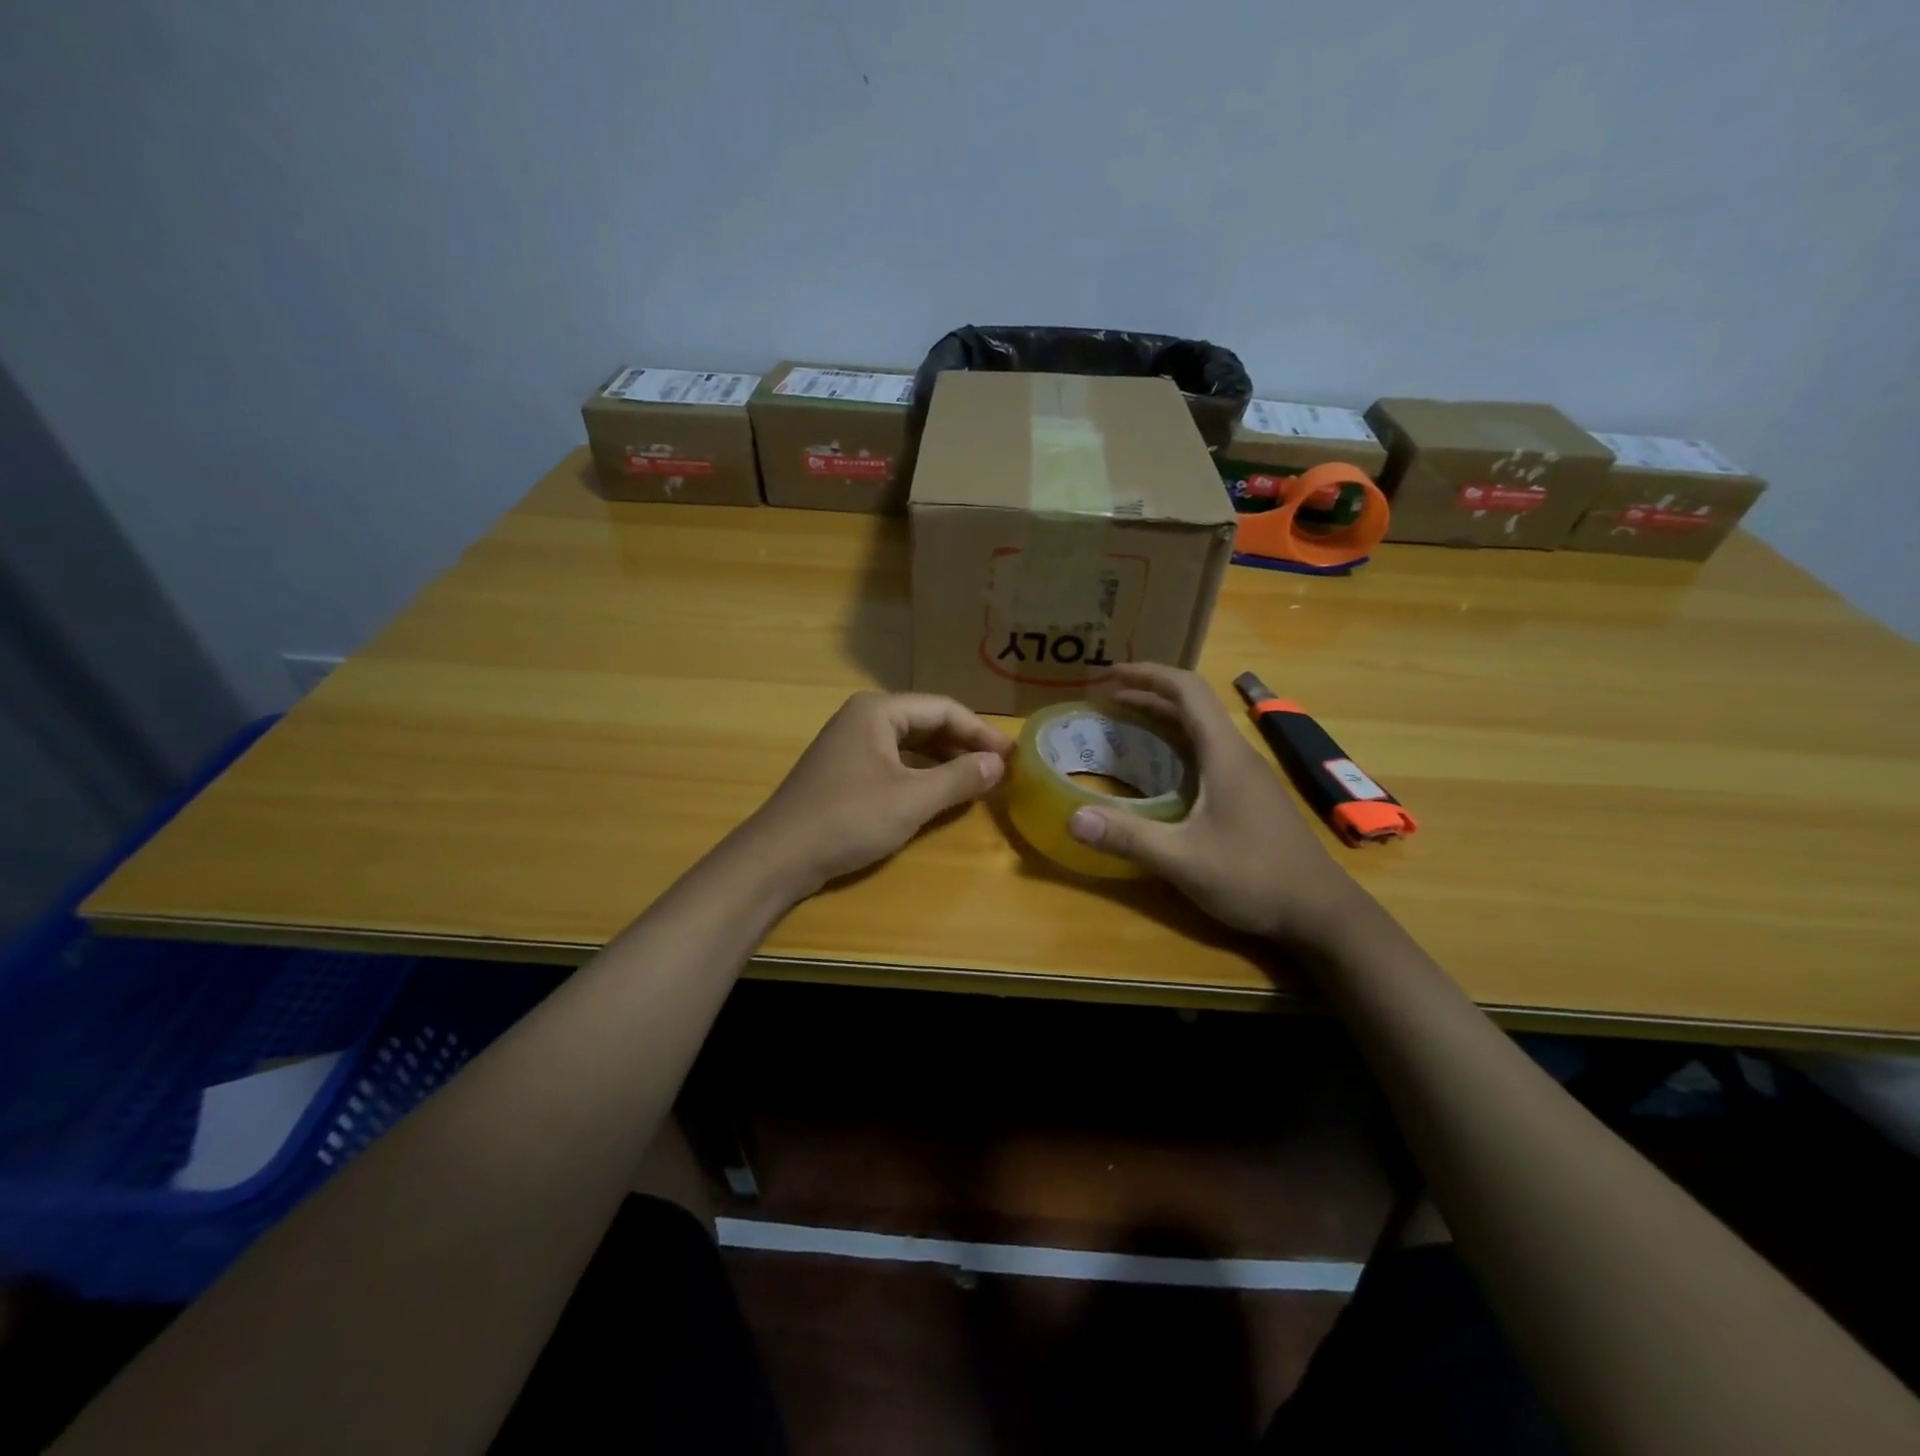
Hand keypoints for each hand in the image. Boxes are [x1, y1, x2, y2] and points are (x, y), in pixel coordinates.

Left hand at [742, 691, 1013, 898]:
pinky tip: (939, 793)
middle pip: (927, 723)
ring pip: (911, 745)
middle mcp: (863, 718)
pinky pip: (894, 763)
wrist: (779, 856)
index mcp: (878, 711)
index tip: (1012, 756)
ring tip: (977, 781)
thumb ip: (959, 778)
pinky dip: (921, 774)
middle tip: (1000, 769)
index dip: (981, 732)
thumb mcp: (912, 799)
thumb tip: (998, 764)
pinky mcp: (845, 771)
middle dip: (964, 745)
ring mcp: (851, 744)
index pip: (944, 709)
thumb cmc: (849, 819)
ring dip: (945, 761)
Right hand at [1064, 664, 1365, 944]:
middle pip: (1192, 705)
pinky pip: (1206, 752)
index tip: (1108, 674)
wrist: (1320, 912)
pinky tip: (1156, 768)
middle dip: (1147, 693)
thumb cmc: (1254, 877)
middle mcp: (1237, 754)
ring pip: (1200, 729)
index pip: (1187, 690)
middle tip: (1103, 698)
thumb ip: (1128, 837)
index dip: (1147, 674)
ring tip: (1121, 723)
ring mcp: (1247, 775)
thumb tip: (1072, 818)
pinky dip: (1174, 744)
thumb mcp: (1183, 860)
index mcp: (1225, 754)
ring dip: (1161, 717)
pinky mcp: (1249, 795)